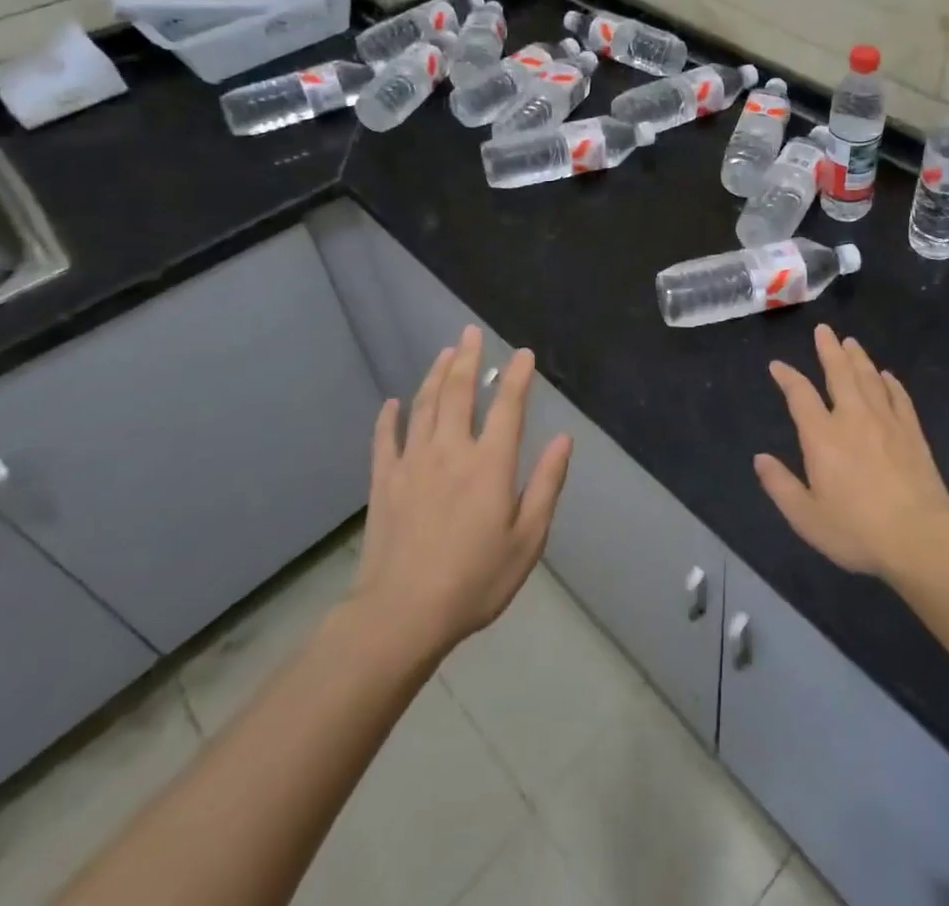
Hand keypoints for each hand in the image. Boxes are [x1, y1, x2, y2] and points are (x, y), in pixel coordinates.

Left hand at [348, 327, 571, 658]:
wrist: (401, 615)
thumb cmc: (474, 581)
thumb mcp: (527, 539)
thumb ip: (546, 484)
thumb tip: (564, 438)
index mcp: (490, 464)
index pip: (508, 407)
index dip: (517, 377)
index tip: (523, 354)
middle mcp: (451, 451)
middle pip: (460, 393)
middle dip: (468, 359)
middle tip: (471, 333)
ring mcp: (413, 463)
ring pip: (424, 406)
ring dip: (436, 376)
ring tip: (445, 353)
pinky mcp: (384, 482)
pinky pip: (385, 439)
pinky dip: (389, 418)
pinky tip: (392, 403)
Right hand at [757, 325, 948, 581]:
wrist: (920, 537)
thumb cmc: (857, 530)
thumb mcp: (807, 517)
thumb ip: (781, 486)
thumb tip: (760, 459)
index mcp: (822, 436)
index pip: (800, 395)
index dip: (787, 377)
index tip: (778, 365)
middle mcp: (853, 418)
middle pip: (839, 373)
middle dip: (828, 350)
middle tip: (824, 330)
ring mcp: (886, 421)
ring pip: (869, 378)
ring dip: (858, 358)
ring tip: (850, 342)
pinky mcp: (912, 432)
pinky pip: (899, 397)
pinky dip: (890, 383)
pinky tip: (887, 376)